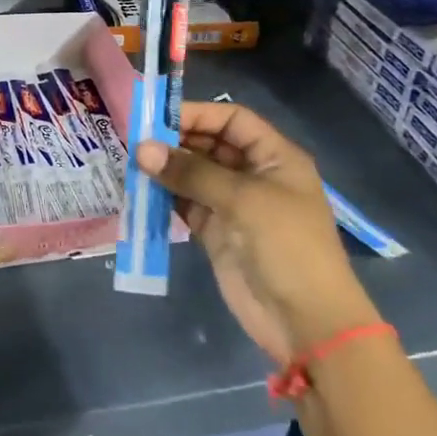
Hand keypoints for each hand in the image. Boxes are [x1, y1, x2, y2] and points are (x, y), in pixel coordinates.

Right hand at [137, 102, 379, 366]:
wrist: (306, 321)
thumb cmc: (286, 246)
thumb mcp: (243, 200)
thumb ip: (191, 172)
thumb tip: (142, 150)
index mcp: (274, 156)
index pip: (231, 120)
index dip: (196, 114)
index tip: (156, 119)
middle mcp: (253, 174)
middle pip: (208, 144)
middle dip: (174, 141)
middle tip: (134, 142)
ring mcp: (233, 204)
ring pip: (192, 174)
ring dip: (165, 169)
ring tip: (130, 164)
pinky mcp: (215, 232)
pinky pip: (185, 204)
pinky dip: (163, 197)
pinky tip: (139, 191)